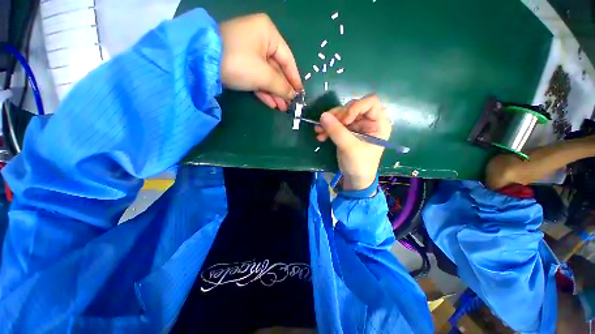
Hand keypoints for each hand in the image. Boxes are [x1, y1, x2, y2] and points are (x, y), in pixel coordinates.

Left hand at [219, 14, 302, 110]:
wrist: (201, 62)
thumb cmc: (239, 62)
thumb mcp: (264, 75)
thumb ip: (281, 86)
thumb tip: (293, 95)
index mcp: (268, 34)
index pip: (288, 60)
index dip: (295, 79)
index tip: (300, 94)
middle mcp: (260, 40)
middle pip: (277, 69)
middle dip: (283, 89)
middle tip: (290, 105)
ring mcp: (249, 52)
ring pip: (267, 75)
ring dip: (274, 93)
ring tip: (282, 108)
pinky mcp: (240, 63)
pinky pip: (257, 78)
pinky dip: (264, 91)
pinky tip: (272, 103)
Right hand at [315, 95, 391, 190]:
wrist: (355, 178)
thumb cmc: (359, 164)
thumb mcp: (349, 147)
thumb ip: (336, 131)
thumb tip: (322, 115)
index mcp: (379, 123)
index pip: (370, 102)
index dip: (355, 107)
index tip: (344, 120)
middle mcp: (369, 121)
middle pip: (352, 108)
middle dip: (337, 116)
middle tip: (325, 124)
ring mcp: (358, 126)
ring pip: (342, 115)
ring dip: (329, 122)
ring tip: (318, 131)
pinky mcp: (348, 132)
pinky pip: (337, 124)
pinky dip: (328, 128)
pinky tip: (320, 135)